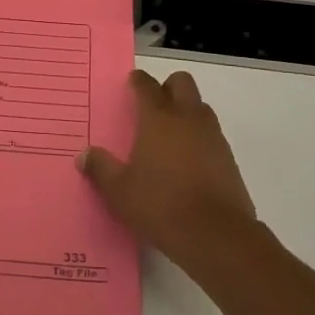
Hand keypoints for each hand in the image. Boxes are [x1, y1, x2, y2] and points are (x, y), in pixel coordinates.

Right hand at [78, 69, 257, 273]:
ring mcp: (212, 136)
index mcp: (159, 119)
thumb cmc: (161, 206)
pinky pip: (212, 133)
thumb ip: (101, 169)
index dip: (138, 81)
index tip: (131, 83)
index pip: (147, 85)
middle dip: (167, 87)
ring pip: (200, 106)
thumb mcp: (120, 191)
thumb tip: (84, 155)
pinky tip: (186, 161)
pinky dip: (199, 137)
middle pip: (182, 83)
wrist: (216, 234)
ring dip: (186, 110)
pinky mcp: (229, 158)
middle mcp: (188, 118)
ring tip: (169, 135)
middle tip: (152, 105)